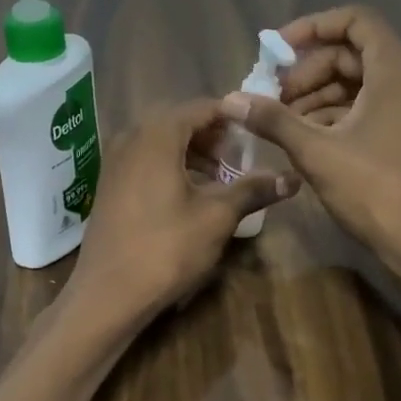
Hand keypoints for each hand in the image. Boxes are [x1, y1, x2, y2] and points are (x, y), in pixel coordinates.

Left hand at [67, 99, 300, 322]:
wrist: (108, 292)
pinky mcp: (108, 184)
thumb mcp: (217, 217)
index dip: (233, 117)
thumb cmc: (166, 248)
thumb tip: (293, 178)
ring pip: (160, 142)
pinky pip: (144, 160)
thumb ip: (253, 190)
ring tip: (220, 178)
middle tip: (241, 158)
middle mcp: (130, 137)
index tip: (258, 132)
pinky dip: (170, 166)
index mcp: (157, 134)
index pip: (201, 107)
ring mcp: (114, 161)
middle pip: (179, 121)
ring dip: (192, 152)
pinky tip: (189, 194)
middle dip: (213, 136)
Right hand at [222, 6, 400, 259]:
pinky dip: (333, 116)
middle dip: (307, 70)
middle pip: (350, 54)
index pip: (355, 20)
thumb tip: (231, 99)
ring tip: (281, 123)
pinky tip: (305, 140)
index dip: (313, 27)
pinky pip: (364, 109)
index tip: (278, 50)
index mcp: (393, 72)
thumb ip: (273, 120)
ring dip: (315, 96)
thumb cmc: (374, 189)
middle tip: (273, 96)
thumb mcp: (316, 151)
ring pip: (355, 85)